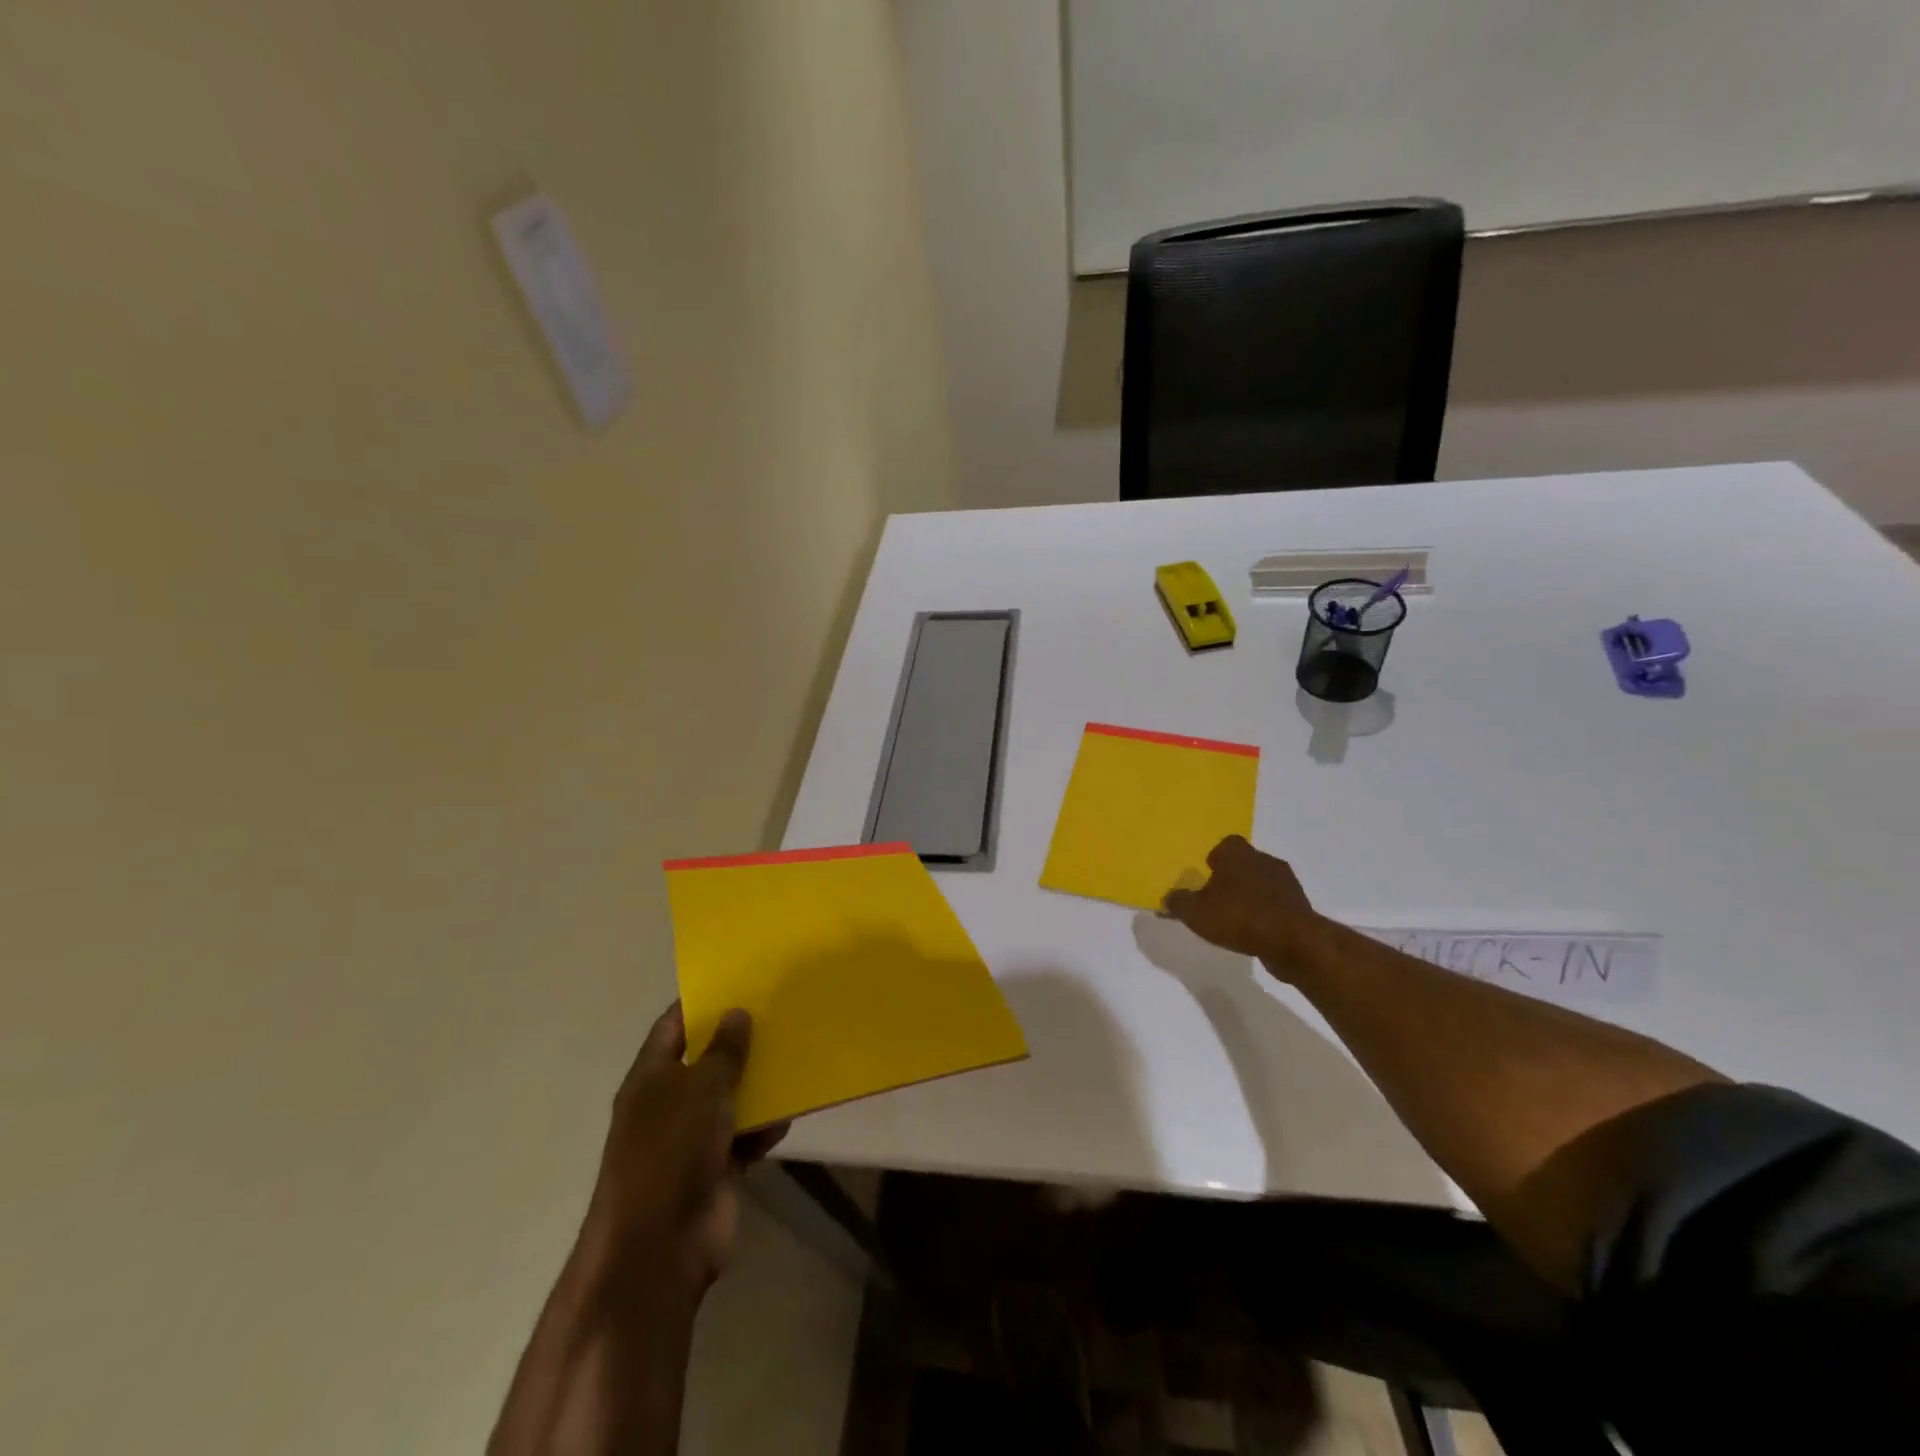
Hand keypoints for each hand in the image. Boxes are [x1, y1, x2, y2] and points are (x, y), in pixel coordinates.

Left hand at [580, 1003, 787, 1298]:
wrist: (659, 1247)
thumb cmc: (671, 1151)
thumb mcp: (701, 1088)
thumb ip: (724, 1050)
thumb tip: (737, 1012)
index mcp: (650, 1077)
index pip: (673, 1026)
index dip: (701, 1002)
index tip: (739, 980)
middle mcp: (668, 1104)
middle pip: (705, 1061)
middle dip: (739, 1041)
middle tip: (780, 1012)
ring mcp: (690, 1140)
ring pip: (729, 1100)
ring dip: (757, 1084)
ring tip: (796, 1054)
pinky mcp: (714, 1170)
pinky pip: (743, 1138)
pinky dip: (764, 1127)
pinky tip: (791, 1111)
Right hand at [1161, 835, 1328, 979]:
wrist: (1292, 941)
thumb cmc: (1238, 916)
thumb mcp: (1195, 912)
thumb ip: (1178, 903)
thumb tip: (1167, 898)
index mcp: (1236, 853)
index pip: (1225, 845)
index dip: (1216, 858)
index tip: (1207, 874)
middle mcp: (1263, 859)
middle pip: (1245, 862)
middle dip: (1233, 877)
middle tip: (1218, 897)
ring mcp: (1286, 882)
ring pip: (1263, 882)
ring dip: (1252, 895)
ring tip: (1237, 918)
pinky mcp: (1301, 906)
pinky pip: (1277, 904)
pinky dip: (1267, 913)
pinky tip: (1256, 932)